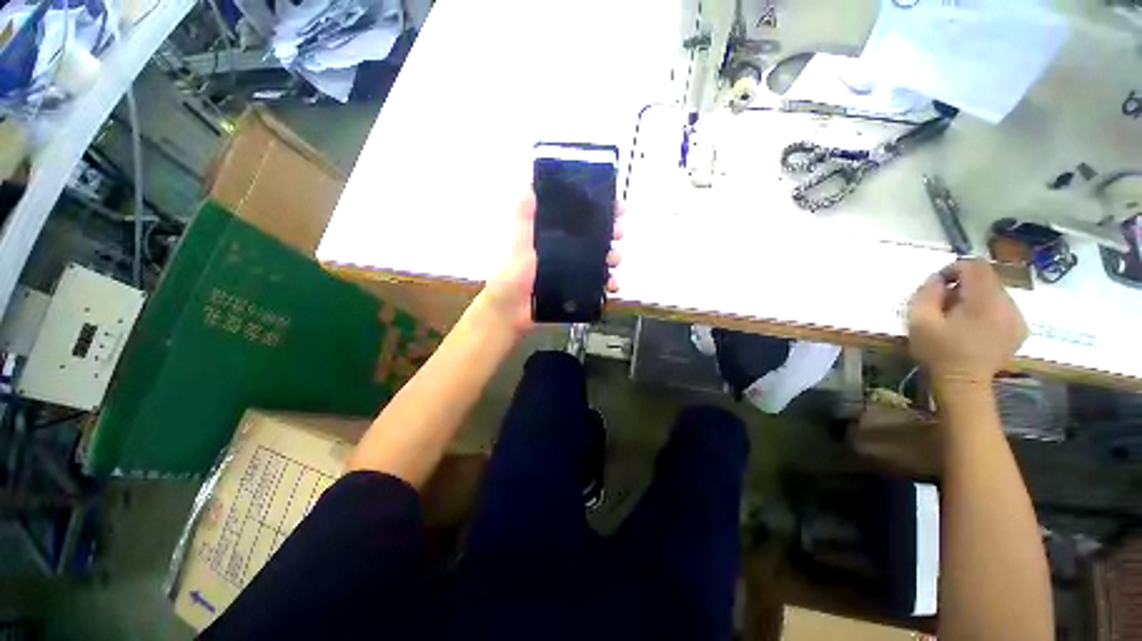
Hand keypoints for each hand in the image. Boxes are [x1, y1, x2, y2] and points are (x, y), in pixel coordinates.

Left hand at [478, 189, 622, 334]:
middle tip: (619, 232)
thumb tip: (532, 183)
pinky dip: (609, 284)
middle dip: (612, 232)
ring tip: (614, 259)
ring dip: (613, 257)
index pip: (580, 215)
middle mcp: (567, 250)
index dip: (600, 208)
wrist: (511, 308)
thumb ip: (524, 212)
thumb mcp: (517, 236)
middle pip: (596, 236)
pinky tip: (611, 284)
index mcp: (555, 234)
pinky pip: (599, 285)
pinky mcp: (577, 291)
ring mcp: (574, 271)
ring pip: (601, 260)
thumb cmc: (513, 270)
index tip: (616, 205)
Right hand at [907, 259, 1027, 383]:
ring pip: (996, 292)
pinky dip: (989, 310)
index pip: (974, 266)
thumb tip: (937, 279)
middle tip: (946, 304)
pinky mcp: (1020, 329)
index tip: (938, 285)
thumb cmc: (938, 351)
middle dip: (964, 285)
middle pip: (987, 278)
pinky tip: (976, 327)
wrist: (964, 384)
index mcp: (984, 300)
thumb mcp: (920, 321)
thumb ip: (927, 293)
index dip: (954, 269)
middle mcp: (1007, 304)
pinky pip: (1004, 307)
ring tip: (960, 317)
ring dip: (976, 297)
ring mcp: (1018, 317)